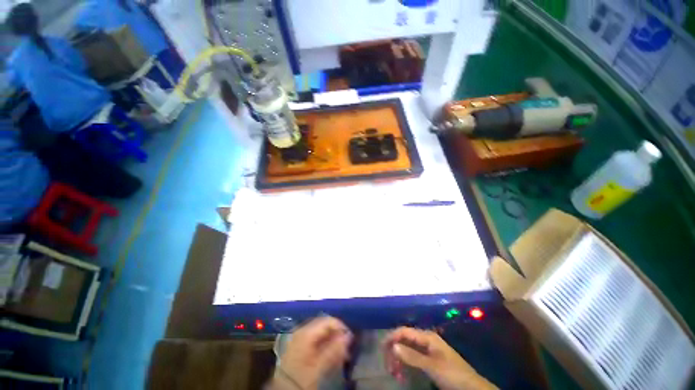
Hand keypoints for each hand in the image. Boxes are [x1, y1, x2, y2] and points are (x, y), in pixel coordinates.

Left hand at [270, 317, 352, 389]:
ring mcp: (300, 336)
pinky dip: (325, 344)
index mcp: (306, 332)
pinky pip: (316, 338)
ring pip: (321, 332)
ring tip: (341, 354)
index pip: (328, 320)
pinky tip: (330, 355)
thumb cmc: (300, 377)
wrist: (282, 389)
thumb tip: (348, 336)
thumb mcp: (319, 365)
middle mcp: (303, 330)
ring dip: (332, 340)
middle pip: (325, 325)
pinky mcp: (299, 344)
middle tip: (346, 349)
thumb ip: (334, 349)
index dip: (341, 327)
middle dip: (337, 335)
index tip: (350, 339)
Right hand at [384, 327, 496, 389]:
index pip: (404, 331)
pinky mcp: (428, 360)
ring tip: (395, 375)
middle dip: (394, 352)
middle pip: (404, 340)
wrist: (472, 388)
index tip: (382, 349)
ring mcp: (427, 350)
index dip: (392, 337)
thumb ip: (412, 356)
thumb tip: (393, 346)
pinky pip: (412, 359)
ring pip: (407, 350)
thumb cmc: (452, 374)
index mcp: (426, 336)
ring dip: (399, 360)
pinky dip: (405, 365)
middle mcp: (425, 340)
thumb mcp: (432, 366)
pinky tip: (403, 375)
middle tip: (389, 368)